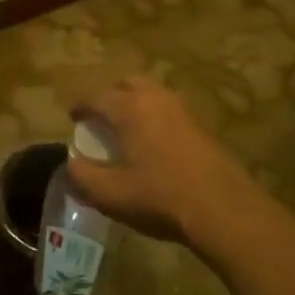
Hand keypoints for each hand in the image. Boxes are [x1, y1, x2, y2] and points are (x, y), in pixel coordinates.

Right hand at [67, 78, 267, 252]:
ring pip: (152, 94)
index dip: (81, 106)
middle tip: (101, 117)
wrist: (224, 210)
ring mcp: (182, 111)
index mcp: (129, 109)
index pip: (97, 97)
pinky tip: (154, 144)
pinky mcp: (201, 127)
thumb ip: (83, 177)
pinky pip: (169, 110)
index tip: (73, 117)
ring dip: (136, 104)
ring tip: (127, 129)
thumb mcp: (111, 195)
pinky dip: (155, 117)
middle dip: (111, 95)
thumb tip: (71, 164)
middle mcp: (155, 99)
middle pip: (128, 84)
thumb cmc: (160, 198)